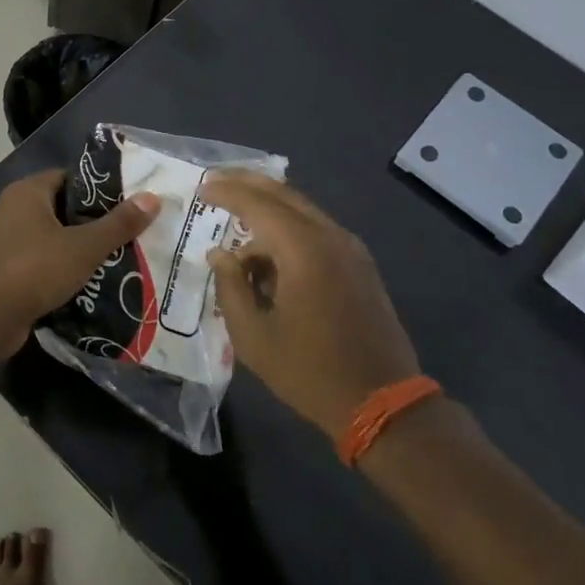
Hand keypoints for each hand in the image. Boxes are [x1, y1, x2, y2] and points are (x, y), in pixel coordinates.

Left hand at [0, 170, 161, 336]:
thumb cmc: (34, 270)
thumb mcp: (84, 246)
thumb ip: (119, 224)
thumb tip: (153, 198)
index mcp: (27, 192)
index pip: (70, 177)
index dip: (99, 188)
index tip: (129, 202)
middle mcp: (12, 210)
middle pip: (62, 208)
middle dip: (93, 221)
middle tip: (129, 231)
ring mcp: (5, 242)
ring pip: (52, 237)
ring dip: (78, 247)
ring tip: (117, 257)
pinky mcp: (5, 271)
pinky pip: (41, 261)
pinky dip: (61, 268)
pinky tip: (89, 281)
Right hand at [202, 172, 421, 440]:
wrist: (382, 402)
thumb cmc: (309, 370)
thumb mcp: (254, 336)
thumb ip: (231, 287)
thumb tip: (220, 254)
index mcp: (304, 250)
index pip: (258, 204)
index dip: (227, 193)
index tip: (202, 188)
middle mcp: (331, 237)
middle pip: (285, 195)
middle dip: (249, 184)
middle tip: (217, 182)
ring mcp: (351, 250)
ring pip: (303, 212)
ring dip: (269, 211)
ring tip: (237, 229)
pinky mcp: (360, 266)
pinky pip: (317, 232)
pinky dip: (289, 231)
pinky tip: (269, 255)